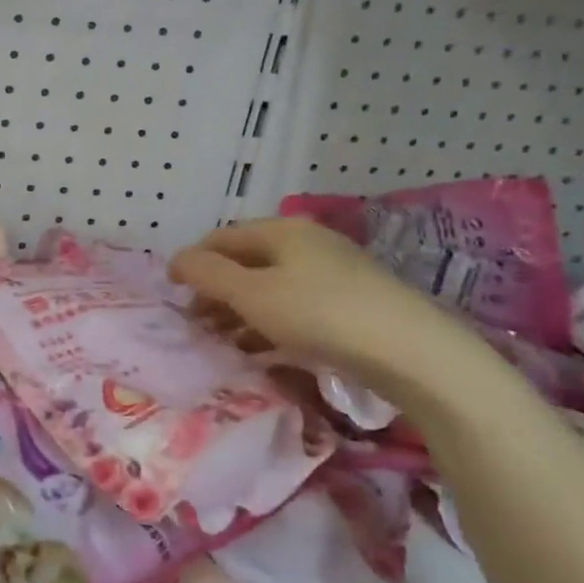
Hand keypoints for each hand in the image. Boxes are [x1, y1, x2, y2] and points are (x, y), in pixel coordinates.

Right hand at [169, 218, 465, 399]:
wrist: (411, 352)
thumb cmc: (320, 315)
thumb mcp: (253, 294)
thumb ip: (208, 275)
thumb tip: (176, 261)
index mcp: (282, 230)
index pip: (222, 237)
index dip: (192, 262)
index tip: (172, 294)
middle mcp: (307, 243)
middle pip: (246, 261)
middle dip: (215, 290)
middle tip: (195, 324)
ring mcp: (332, 272)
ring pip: (270, 286)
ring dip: (239, 310)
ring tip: (221, 341)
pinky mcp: (350, 303)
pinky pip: (294, 306)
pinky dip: (269, 322)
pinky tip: (260, 349)